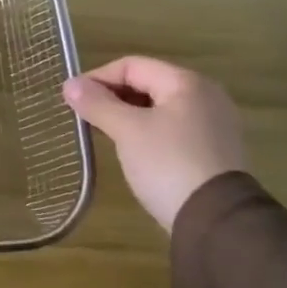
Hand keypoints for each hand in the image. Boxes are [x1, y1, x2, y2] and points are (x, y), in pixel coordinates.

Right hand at [62, 57, 246, 232]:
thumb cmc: (168, 164)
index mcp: (187, 83)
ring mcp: (214, 124)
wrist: (217, 222)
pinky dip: (148, 131)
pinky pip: (173, 129)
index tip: (72, 98)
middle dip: (113, 96)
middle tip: (85, 116)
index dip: (98, 77)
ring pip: (160, 108)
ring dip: (128, 115)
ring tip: (104, 132)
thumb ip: (98, 104)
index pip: (132, 65)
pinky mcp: (215, 151)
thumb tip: (70, 85)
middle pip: (148, 84)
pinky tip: (133, 150)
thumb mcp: (127, 130)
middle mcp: (206, 96)